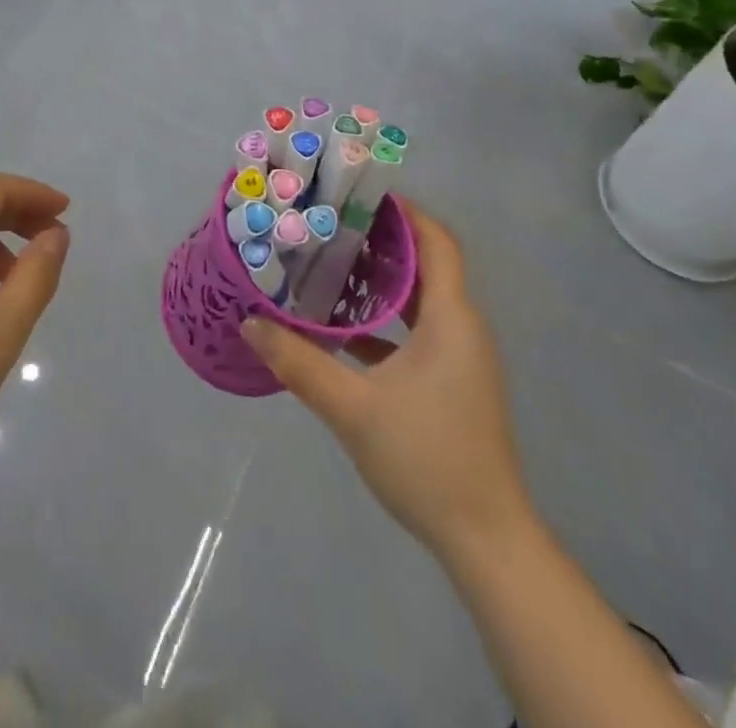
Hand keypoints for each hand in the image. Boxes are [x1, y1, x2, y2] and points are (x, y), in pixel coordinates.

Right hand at [241, 198, 530, 561]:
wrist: (486, 541)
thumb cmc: (426, 459)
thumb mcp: (352, 409)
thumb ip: (299, 362)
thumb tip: (250, 323)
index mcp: (451, 319)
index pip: (437, 242)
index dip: (405, 212)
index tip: (359, 194)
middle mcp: (462, 328)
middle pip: (427, 264)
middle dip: (382, 240)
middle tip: (331, 224)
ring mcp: (461, 358)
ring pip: (421, 299)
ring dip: (382, 280)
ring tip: (330, 264)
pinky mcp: (454, 383)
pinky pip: (419, 331)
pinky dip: (386, 318)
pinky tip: (342, 329)